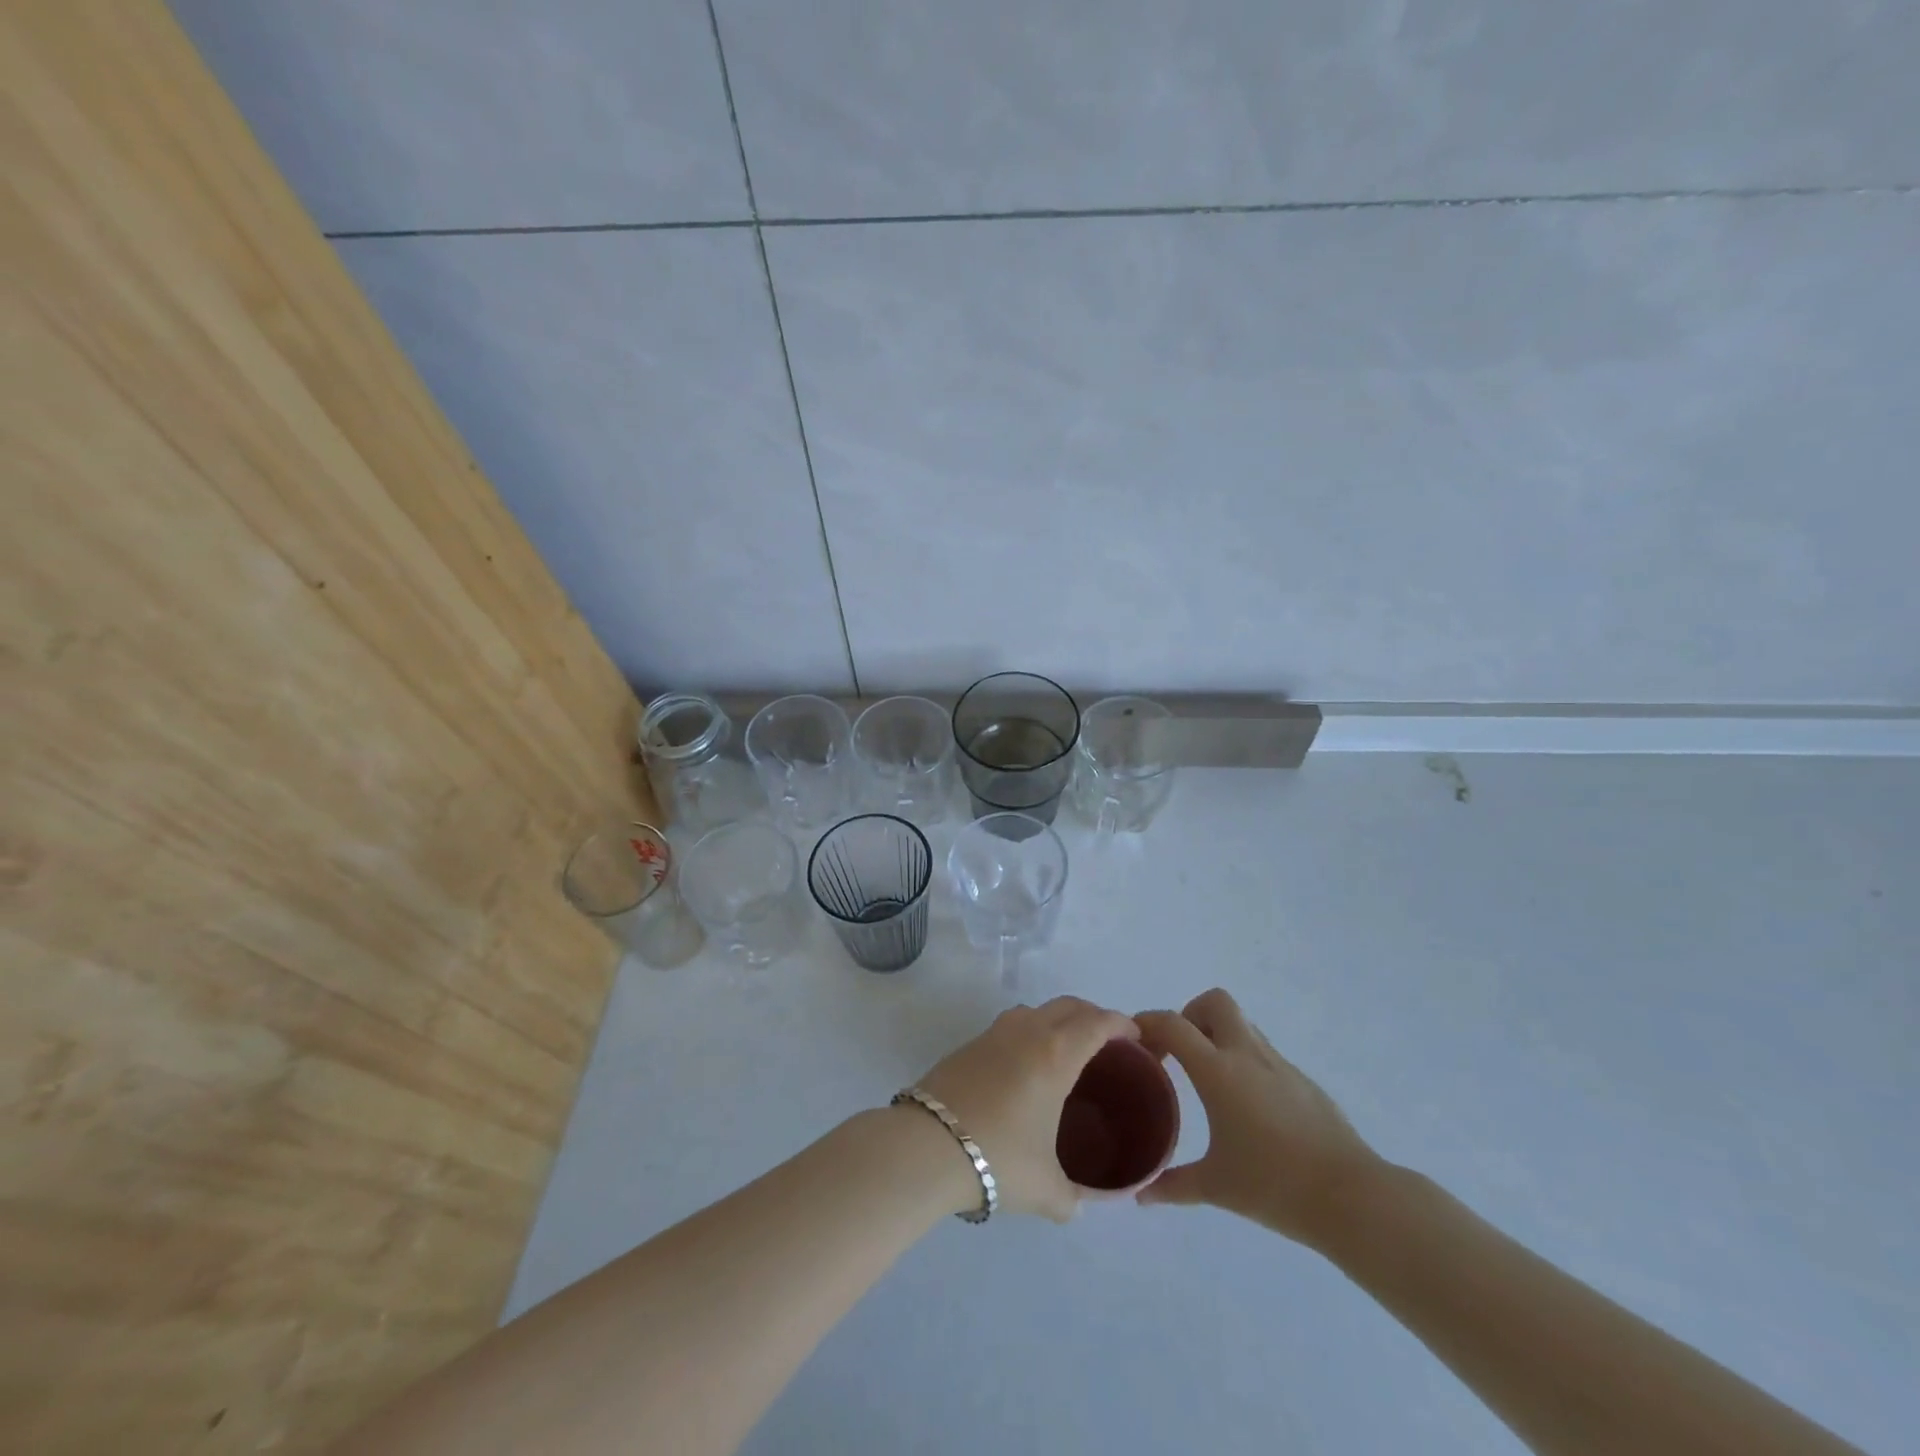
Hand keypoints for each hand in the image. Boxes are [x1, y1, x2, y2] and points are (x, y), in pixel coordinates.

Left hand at [913, 996, 1140, 1222]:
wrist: (926, 1146)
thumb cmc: (998, 1158)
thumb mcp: (1046, 1190)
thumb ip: (1074, 1199)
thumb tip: (1080, 1205)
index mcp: (1056, 1055)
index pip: (1097, 1023)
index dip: (1120, 1023)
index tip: (1135, 1035)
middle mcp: (1028, 1032)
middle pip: (1068, 1006)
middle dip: (1092, 1015)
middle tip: (1106, 1042)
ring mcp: (994, 1033)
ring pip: (1035, 1011)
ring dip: (1057, 1020)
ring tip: (1065, 1050)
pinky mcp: (968, 1044)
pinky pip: (1010, 1026)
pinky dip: (1028, 1033)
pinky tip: (1024, 1066)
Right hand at [1134, 988, 1380, 1247]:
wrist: (1352, 1198)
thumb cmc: (1275, 1186)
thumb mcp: (1216, 1187)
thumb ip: (1173, 1185)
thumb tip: (1140, 1196)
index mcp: (1218, 1070)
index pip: (1172, 1023)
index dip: (1147, 1023)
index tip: (1134, 1043)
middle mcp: (1247, 1054)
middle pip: (1214, 1001)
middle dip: (1191, 1016)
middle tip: (1180, 1054)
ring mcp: (1279, 1064)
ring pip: (1242, 1024)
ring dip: (1219, 1036)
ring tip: (1209, 1080)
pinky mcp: (1302, 1081)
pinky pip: (1264, 1053)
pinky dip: (1245, 1062)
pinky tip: (1246, 1106)